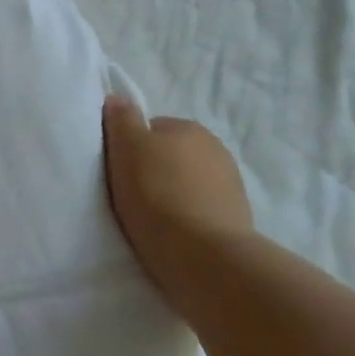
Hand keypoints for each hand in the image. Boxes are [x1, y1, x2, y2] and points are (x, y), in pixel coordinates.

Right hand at [102, 97, 252, 308]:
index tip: (119, 172)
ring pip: (188, 182)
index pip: (150, 129)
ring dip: (173, 194)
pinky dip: (189, 216)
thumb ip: (121, 119)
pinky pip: (202, 209)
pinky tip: (174, 234)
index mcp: (188, 127)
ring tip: (153, 219)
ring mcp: (231, 185)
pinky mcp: (237, 218)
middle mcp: (215, 148)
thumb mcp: (126, 149)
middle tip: (132, 196)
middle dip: (154, 170)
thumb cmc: (156, 195)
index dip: (130, 149)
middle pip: (171, 155)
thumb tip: (117, 98)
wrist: (203, 257)